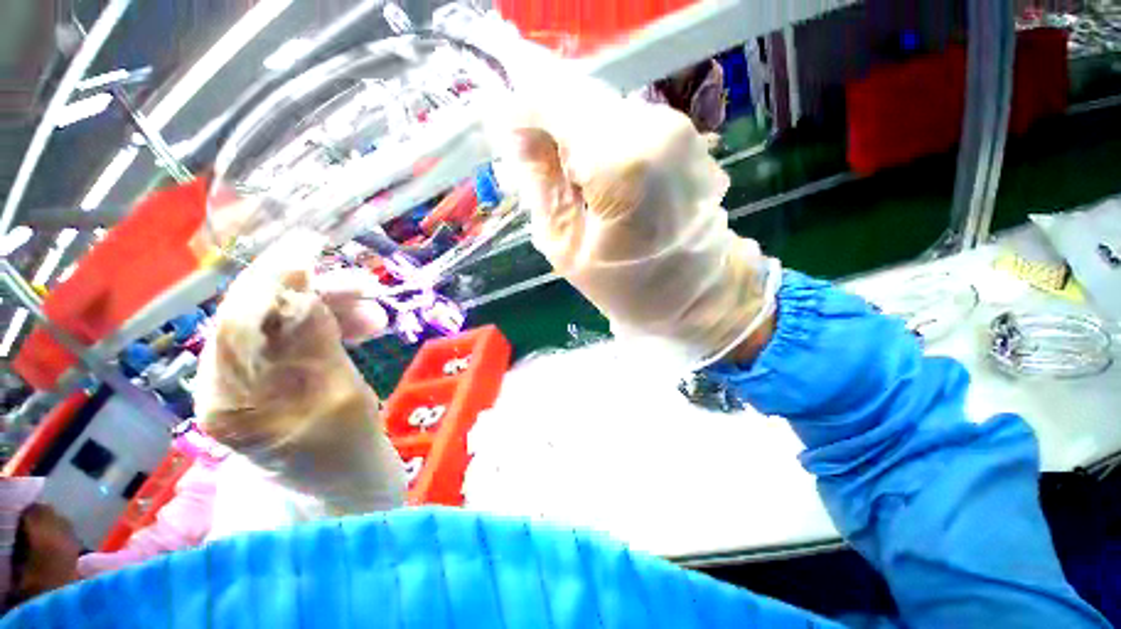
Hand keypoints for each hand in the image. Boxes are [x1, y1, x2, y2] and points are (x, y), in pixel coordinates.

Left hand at [194, 231, 404, 513]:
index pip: (237, 321)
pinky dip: (334, 325)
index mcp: (230, 401)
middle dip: (312, 293)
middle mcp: (228, 385)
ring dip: (329, 308)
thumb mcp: (342, 404)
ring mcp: (253, 381)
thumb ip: (318, 348)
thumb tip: (305, 292)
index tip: (312, 246)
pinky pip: (302, 337)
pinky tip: (365, 326)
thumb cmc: (350, 462)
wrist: (349, 495)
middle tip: (366, 285)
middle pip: (259, 316)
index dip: (271, 278)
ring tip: (377, 313)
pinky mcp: (280, 378)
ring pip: (284, 323)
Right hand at [503, 80, 777, 369]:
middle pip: (580, 98)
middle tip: (541, 168)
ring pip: (603, 109)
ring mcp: (677, 128)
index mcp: (620, 163)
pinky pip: (627, 122)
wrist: (695, 292)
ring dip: (579, 137)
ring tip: (576, 182)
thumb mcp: (566, 246)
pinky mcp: (686, 134)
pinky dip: (605, 143)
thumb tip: (516, 131)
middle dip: (551, 127)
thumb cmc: (625, 284)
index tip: (506, 134)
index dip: (523, 112)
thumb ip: (541, 184)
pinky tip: (605, 180)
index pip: (554, 101)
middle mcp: (654, 129)